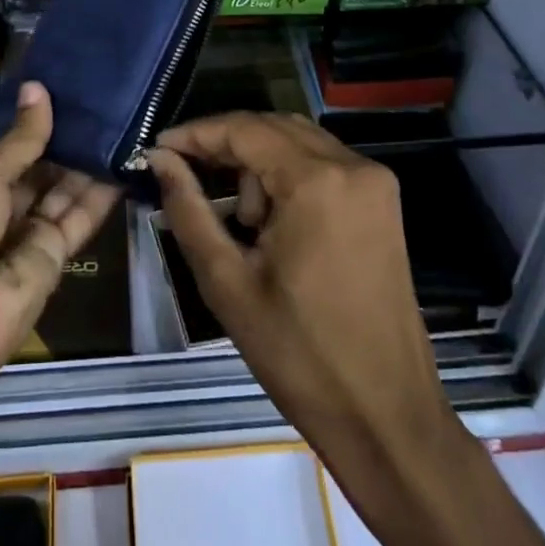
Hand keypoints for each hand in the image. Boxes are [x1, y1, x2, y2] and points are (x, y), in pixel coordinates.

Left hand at [0, 81, 121, 389]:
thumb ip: (20, 137)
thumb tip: (37, 88)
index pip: (8, 154)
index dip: (33, 128)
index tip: (66, 95)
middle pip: (38, 173)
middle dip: (65, 143)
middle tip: (102, 104)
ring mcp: (26, 238)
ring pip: (62, 193)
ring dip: (87, 163)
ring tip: (119, 123)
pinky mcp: (55, 259)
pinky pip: (79, 219)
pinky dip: (101, 193)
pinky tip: (124, 159)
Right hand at [150, 113, 445, 469]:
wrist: (386, 418)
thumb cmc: (300, 356)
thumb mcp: (227, 282)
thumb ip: (188, 209)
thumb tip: (159, 160)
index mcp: (317, 181)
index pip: (244, 129)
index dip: (196, 134)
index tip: (157, 150)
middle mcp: (353, 166)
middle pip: (273, 127)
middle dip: (225, 146)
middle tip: (186, 177)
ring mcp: (375, 182)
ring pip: (298, 142)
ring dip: (258, 162)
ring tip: (239, 220)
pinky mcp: (383, 202)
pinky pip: (323, 164)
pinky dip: (288, 175)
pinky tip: (271, 221)